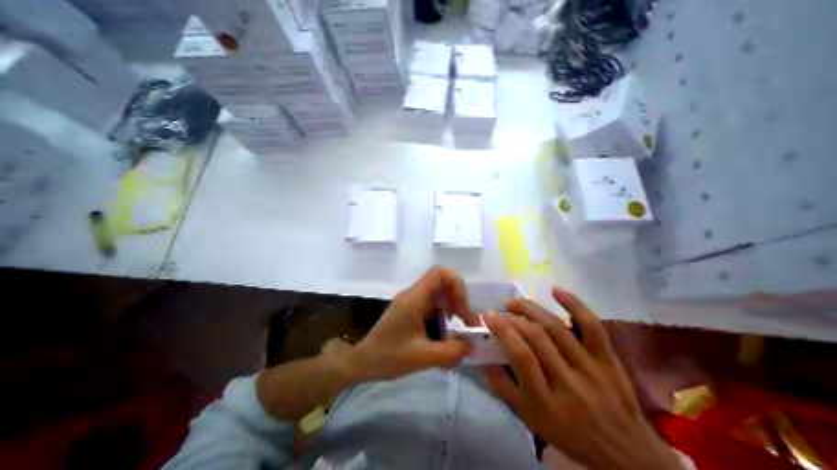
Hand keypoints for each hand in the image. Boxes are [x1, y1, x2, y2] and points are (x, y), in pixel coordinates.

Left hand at [351, 266, 477, 380]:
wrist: (363, 362)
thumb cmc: (389, 357)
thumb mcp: (422, 357)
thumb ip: (451, 352)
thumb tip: (472, 346)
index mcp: (414, 298)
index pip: (439, 273)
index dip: (456, 285)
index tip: (462, 309)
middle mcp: (413, 295)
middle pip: (442, 282)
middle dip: (458, 299)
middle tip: (465, 321)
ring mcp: (411, 302)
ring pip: (438, 294)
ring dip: (451, 308)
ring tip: (457, 329)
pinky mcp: (410, 310)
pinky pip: (432, 305)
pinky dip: (443, 315)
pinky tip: (444, 333)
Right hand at [480, 289, 682, 469]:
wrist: (627, 454)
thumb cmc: (569, 434)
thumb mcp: (528, 418)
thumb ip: (502, 386)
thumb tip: (482, 355)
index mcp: (547, 402)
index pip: (521, 356)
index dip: (502, 330)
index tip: (488, 316)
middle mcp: (569, 382)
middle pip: (537, 337)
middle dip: (513, 317)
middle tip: (500, 310)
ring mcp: (592, 368)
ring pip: (557, 328)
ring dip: (531, 308)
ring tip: (515, 302)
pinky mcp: (608, 359)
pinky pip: (592, 326)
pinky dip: (574, 304)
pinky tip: (555, 290)